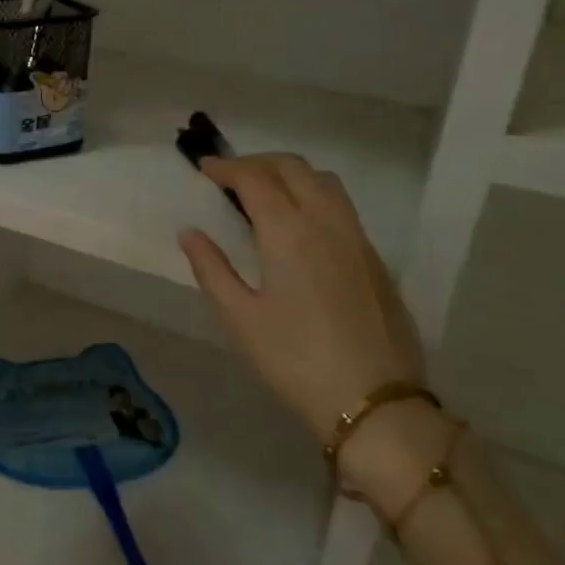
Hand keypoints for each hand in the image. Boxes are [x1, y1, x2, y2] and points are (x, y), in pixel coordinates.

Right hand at [177, 154, 424, 444]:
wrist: (374, 401)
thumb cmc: (295, 360)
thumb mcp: (240, 317)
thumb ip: (211, 268)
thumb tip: (190, 233)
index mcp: (289, 232)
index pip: (255, 178)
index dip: (226, 167)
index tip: (204, 169)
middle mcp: (326, 222)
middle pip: (293, 167)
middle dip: (257, 162)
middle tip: (228, 177)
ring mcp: (357, 238)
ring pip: (324, 181)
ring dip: (290, 174)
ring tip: (264, 193)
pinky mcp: (374, 258)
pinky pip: (341, 206)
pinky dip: (313, 195)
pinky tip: (298, 225)